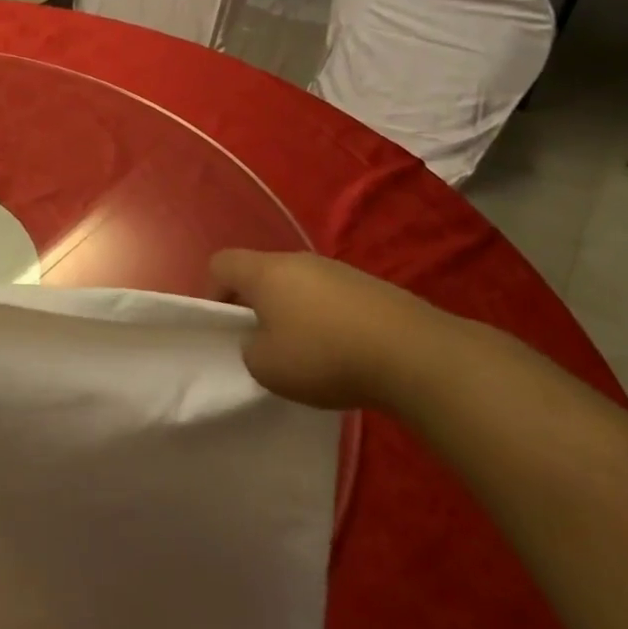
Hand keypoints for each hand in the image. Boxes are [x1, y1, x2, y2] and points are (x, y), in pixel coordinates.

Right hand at [210, 249, 467, 411]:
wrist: (415, 355)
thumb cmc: (325, 356)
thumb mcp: (266, 368)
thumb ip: (250, 350)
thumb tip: (262, 341)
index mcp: (266, 272)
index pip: (220, 263)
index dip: (212, 293)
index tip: (225, 328)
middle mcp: (300, 260)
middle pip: (261, 273)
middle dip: (254, 306)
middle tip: (262, 345)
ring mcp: (340, 271)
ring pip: (298, 286)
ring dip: (292, 314)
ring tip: (306, 354)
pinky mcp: (372, 288)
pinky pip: (331, 298)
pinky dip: (326, 321)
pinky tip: (343, 354)